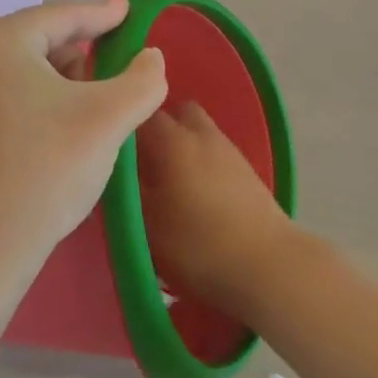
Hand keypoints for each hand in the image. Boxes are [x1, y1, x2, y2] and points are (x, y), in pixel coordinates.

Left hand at [0, 0, 166, 291]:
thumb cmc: (43, 173)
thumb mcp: (108, 120)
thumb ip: (143, 79)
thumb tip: (150, 56)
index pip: (62, 15)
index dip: (103, 15)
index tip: (129, 10)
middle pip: (37, 39)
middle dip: (79, 53)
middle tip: (113, 72)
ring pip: (17, 68)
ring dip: (57, 79)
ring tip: (87, 105)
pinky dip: (31, 100)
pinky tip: (52, 129)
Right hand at [135, 101, 301, 322]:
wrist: (267, 265)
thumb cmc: (197, 245)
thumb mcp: (145, 224)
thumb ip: (127, 190)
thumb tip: (115, 169)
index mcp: (173, 141)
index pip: (142, 113)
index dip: (125, 126)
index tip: (110, 147)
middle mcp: (202, 135)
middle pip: (177, 113)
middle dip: (159, 130)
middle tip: (142, 162)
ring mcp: (230, 151)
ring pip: (200, 133)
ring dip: (183, 147)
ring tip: (169, 181)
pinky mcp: (247, 172)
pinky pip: (216, 154)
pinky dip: (203, 164)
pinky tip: (197, 195)